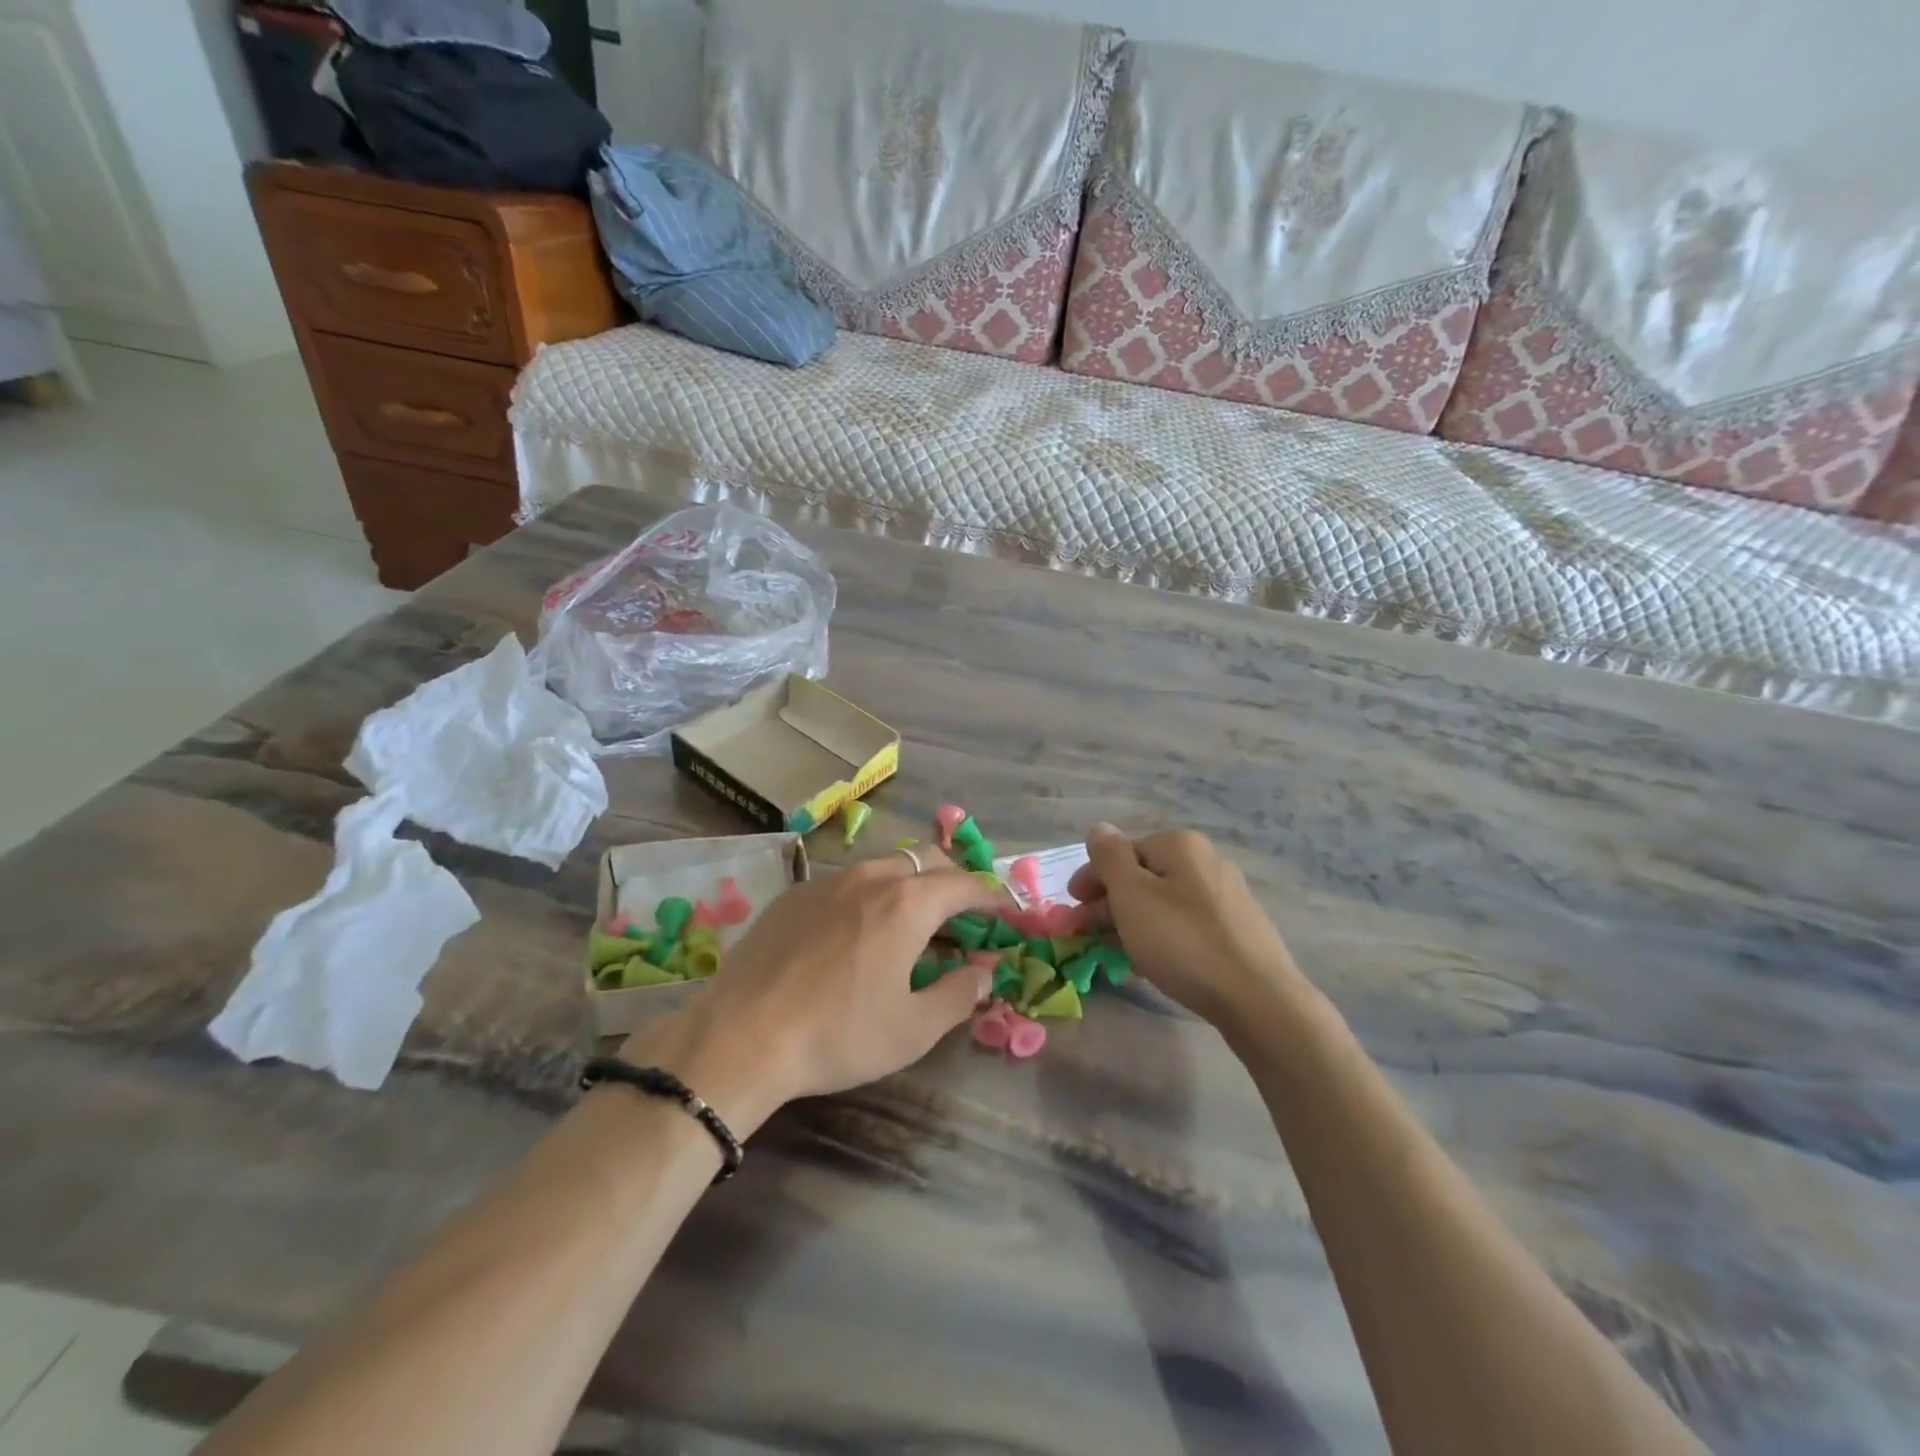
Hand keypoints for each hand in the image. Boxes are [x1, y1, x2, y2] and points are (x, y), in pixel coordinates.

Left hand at [620, 851, 1001, 1134]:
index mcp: (908, 903)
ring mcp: (827, 881)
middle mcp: (871, 878)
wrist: (741, 1036)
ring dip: (909, 885)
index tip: (1005, 910)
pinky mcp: (793, 895)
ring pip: (883, 867)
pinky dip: (868, 895)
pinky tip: (856, 931)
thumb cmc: (839, 1034)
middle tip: (963, 913)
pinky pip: (845, 882)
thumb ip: (958, 995)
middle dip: (952, 879)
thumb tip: (983, 974)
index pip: (964, 884)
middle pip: (925, 861)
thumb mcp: (913, 1029)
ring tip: (911, 921)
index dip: (991, 896)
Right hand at [1067, 825, 1304, 1027]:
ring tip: (1115, 953)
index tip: (1073, 912)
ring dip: (1132, 922)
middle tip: (1087, 935)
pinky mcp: (1238, 930)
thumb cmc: (1183, 942)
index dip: (1092, 879)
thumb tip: (1100, 829)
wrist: (1258, 999)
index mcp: (1180, 845)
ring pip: (1163, 903)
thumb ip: (1109, 857)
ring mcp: (1227, 896)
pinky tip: (1151, 964)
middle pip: (1143, 876)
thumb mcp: (1132, 895)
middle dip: (1110, 903)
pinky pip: (1185, 925)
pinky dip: (1161, 938)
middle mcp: (1207, 861)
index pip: (1122, 851)